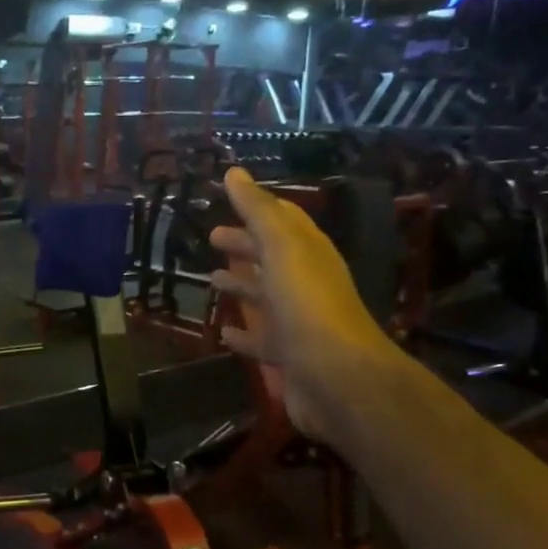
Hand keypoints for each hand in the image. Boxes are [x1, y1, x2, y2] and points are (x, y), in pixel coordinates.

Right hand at [207, 168, 395, 441]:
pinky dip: (243, 334)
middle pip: (272, 258)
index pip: (284, 220)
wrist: (335, 376)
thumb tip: (235, 172)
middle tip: (213, 238)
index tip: (228, 197)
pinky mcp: (288, 356)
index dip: (257, 207)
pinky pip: (261, 339)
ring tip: (212, 280)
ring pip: (265, 298)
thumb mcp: (282, 248)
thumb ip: (258, 211)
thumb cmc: (307, 305)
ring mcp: (298, 322)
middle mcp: (306, 284)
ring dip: (241, 286)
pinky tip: (224, 332)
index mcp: (309, 253)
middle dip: (245, 245)